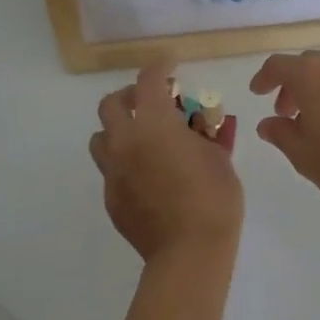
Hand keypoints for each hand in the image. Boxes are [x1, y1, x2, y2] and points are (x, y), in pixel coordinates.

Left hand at [89, 60, 243, 270]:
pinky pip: (110, 170)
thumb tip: (198, 127)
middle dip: (130, 96)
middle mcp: (125, 141)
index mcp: (154, 124)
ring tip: (142, 140)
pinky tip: (147, 176)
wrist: (189, 252)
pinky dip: (125, 163)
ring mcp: (113, 172)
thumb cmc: (213, 198)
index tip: (171, 68)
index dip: (160, 68)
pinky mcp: (111, 198)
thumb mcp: (218, 157)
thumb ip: (204, 134)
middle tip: (151, 103)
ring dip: (118, 130)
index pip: (149, 80)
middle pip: (111, 104)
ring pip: (101, 137)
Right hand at [249, 51, 319, 213]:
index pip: (278, 65)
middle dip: (291, 85)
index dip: (264, 78)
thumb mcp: (303, 155)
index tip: (257, 93)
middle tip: (286, 113)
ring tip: (313, 121)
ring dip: (315, 88)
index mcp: (311, 74)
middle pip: (305, 65)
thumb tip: (269, 123)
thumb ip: (280, 134)